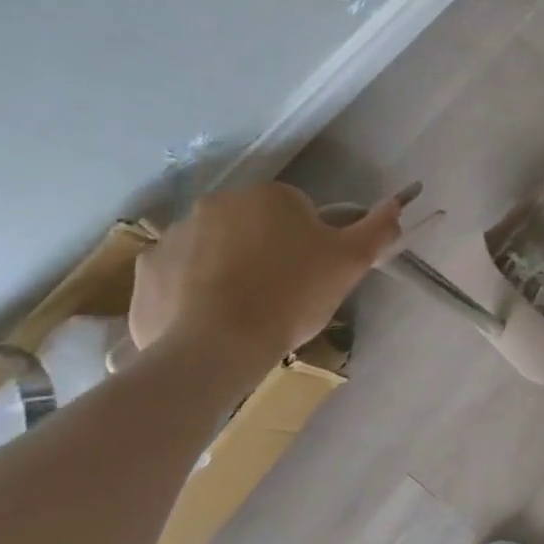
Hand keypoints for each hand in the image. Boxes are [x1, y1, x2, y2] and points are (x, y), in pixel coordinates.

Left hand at [128, 182, 404, 357]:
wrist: (216, 347)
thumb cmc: (291, 295)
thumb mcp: (350, 262)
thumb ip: (378, 228)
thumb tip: (398, 203)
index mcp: (267, 195)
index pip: (299, 211)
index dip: (312, 244)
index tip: (313, 275)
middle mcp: (215, 203)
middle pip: (255, 226)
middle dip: (268, 252)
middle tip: (285, 293)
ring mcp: (173, 236)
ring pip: (216, 249)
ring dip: (231, 269)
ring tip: (246, 311)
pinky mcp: (145, 272)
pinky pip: (179, 275)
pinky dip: (193, 291)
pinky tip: (210, 319)